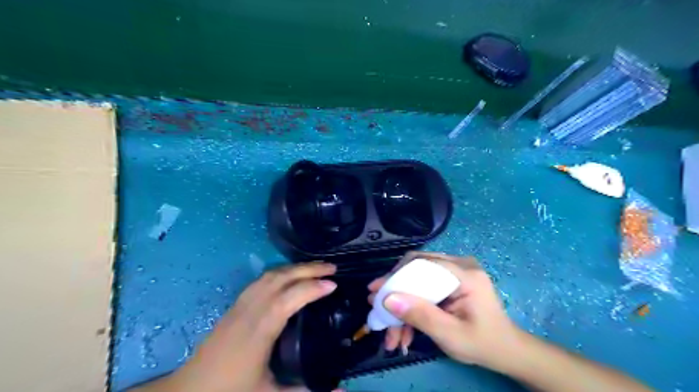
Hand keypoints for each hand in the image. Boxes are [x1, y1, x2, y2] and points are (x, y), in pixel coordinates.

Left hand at [140, 261, 336, 391]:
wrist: (190, 391)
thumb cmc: (231, 391)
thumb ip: (306, 390)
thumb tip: (341, 390)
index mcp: (259, 331)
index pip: (288, 299)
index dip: (311, 288)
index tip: (334, 284)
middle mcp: (249, 311)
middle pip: (280, 279)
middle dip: (308, 269)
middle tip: (332, 267)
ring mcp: (240, 305)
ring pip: (270, 275)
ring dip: (295, 268)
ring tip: (315, 268)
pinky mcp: (235, 305)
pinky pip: (261, 280)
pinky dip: (281, 272)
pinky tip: (289, 276)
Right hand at [368, 252, 521, 368]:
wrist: (506, 350)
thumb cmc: (482, 343)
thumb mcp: (450, 335)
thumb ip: (420, 316)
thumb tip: (387, 299)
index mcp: (465, 274)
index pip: (423, 264)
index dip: (396, 276)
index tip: (375, 291)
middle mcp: (460, 265)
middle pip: (417, 268)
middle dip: (395, 290)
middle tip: (376, 306)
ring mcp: (455, 271)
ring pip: (417, 278)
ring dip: (402, 302)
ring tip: (389, 330)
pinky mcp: (451, 280)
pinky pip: (424, 285)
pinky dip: (413, 305)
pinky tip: (404, 329)